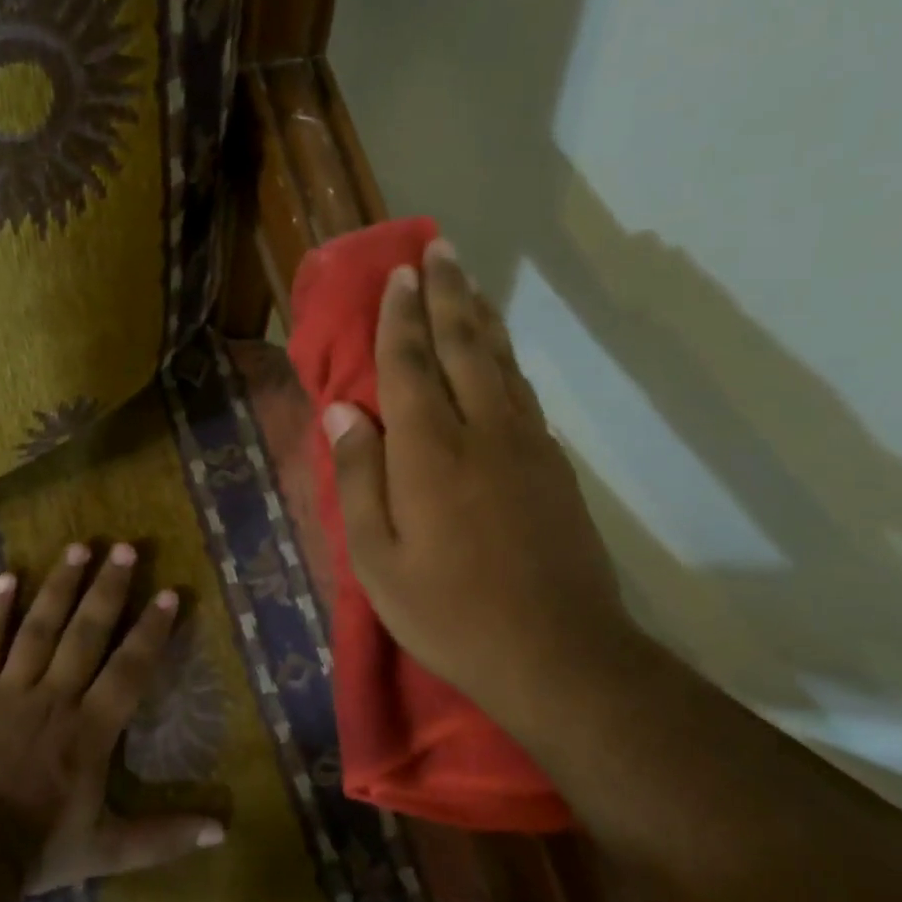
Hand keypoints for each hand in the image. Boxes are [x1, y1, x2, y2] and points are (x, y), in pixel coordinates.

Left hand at [0, 542, 225, 894]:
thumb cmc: (38, 850)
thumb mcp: (109, 850)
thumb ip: (164, 837)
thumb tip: (221, 831)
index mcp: (91, 729)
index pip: (130, 668)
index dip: (151, 630)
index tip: (169, 592)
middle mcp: (55, 697)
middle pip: (86, 633)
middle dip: (108, 589)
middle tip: (124, 548)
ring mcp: (9, 690)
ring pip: (39, 627)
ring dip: (60, 585)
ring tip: (78, 547)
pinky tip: (7, 576)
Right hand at [324, 237, 636, 739]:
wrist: (557, 653)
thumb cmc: (449, 612)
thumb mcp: (377, 559)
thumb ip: (359, 478)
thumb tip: (343, 411)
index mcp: (430, 451)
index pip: (410, 365)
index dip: (401, 317)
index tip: (399, 274)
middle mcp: (482, 430)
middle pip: (462, 345)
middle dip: (447, 293)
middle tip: (439, 249)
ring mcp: (527, 444)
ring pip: (500, 361)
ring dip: (481, 314)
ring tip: (468, 280)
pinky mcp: (554, 465)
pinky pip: (523, 391)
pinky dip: (506, 358)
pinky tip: (499, 350)